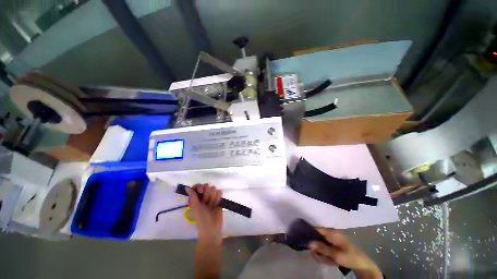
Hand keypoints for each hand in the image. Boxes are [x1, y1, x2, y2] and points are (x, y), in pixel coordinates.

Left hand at [185, 184, 222, 242]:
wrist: (212, 228)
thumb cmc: (201, 218)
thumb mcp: (195, 207)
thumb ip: (192, 196)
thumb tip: (186, 187)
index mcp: (196, 198)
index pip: (198, 186)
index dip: (200, 187)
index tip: (201, 191)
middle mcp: (204, 196)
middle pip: (207, 186)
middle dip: (207, 194)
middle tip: (206, 202)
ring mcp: (212, 197)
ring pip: (214, 188)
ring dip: (213, 197)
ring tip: (212, 205)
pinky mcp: (219, 199)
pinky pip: (219, 192)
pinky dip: (218, 197)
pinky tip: (217, 203)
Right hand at [310, 228, 381, 278]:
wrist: (362, 265)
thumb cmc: (349, 257)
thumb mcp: (335, 254)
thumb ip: (322, 248)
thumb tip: (308, 242)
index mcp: (331, 233)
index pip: (317, 229)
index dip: (309, 232)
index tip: (303, 239)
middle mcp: (331, 235)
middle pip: (318, 238)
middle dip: (316, 248)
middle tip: (317, 256)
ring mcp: (333, 241)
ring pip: (321, 245)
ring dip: (321, 254)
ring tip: (325, 261)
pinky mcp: (335, 247)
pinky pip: (326, 249)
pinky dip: (326, 255)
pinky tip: (330, 261)